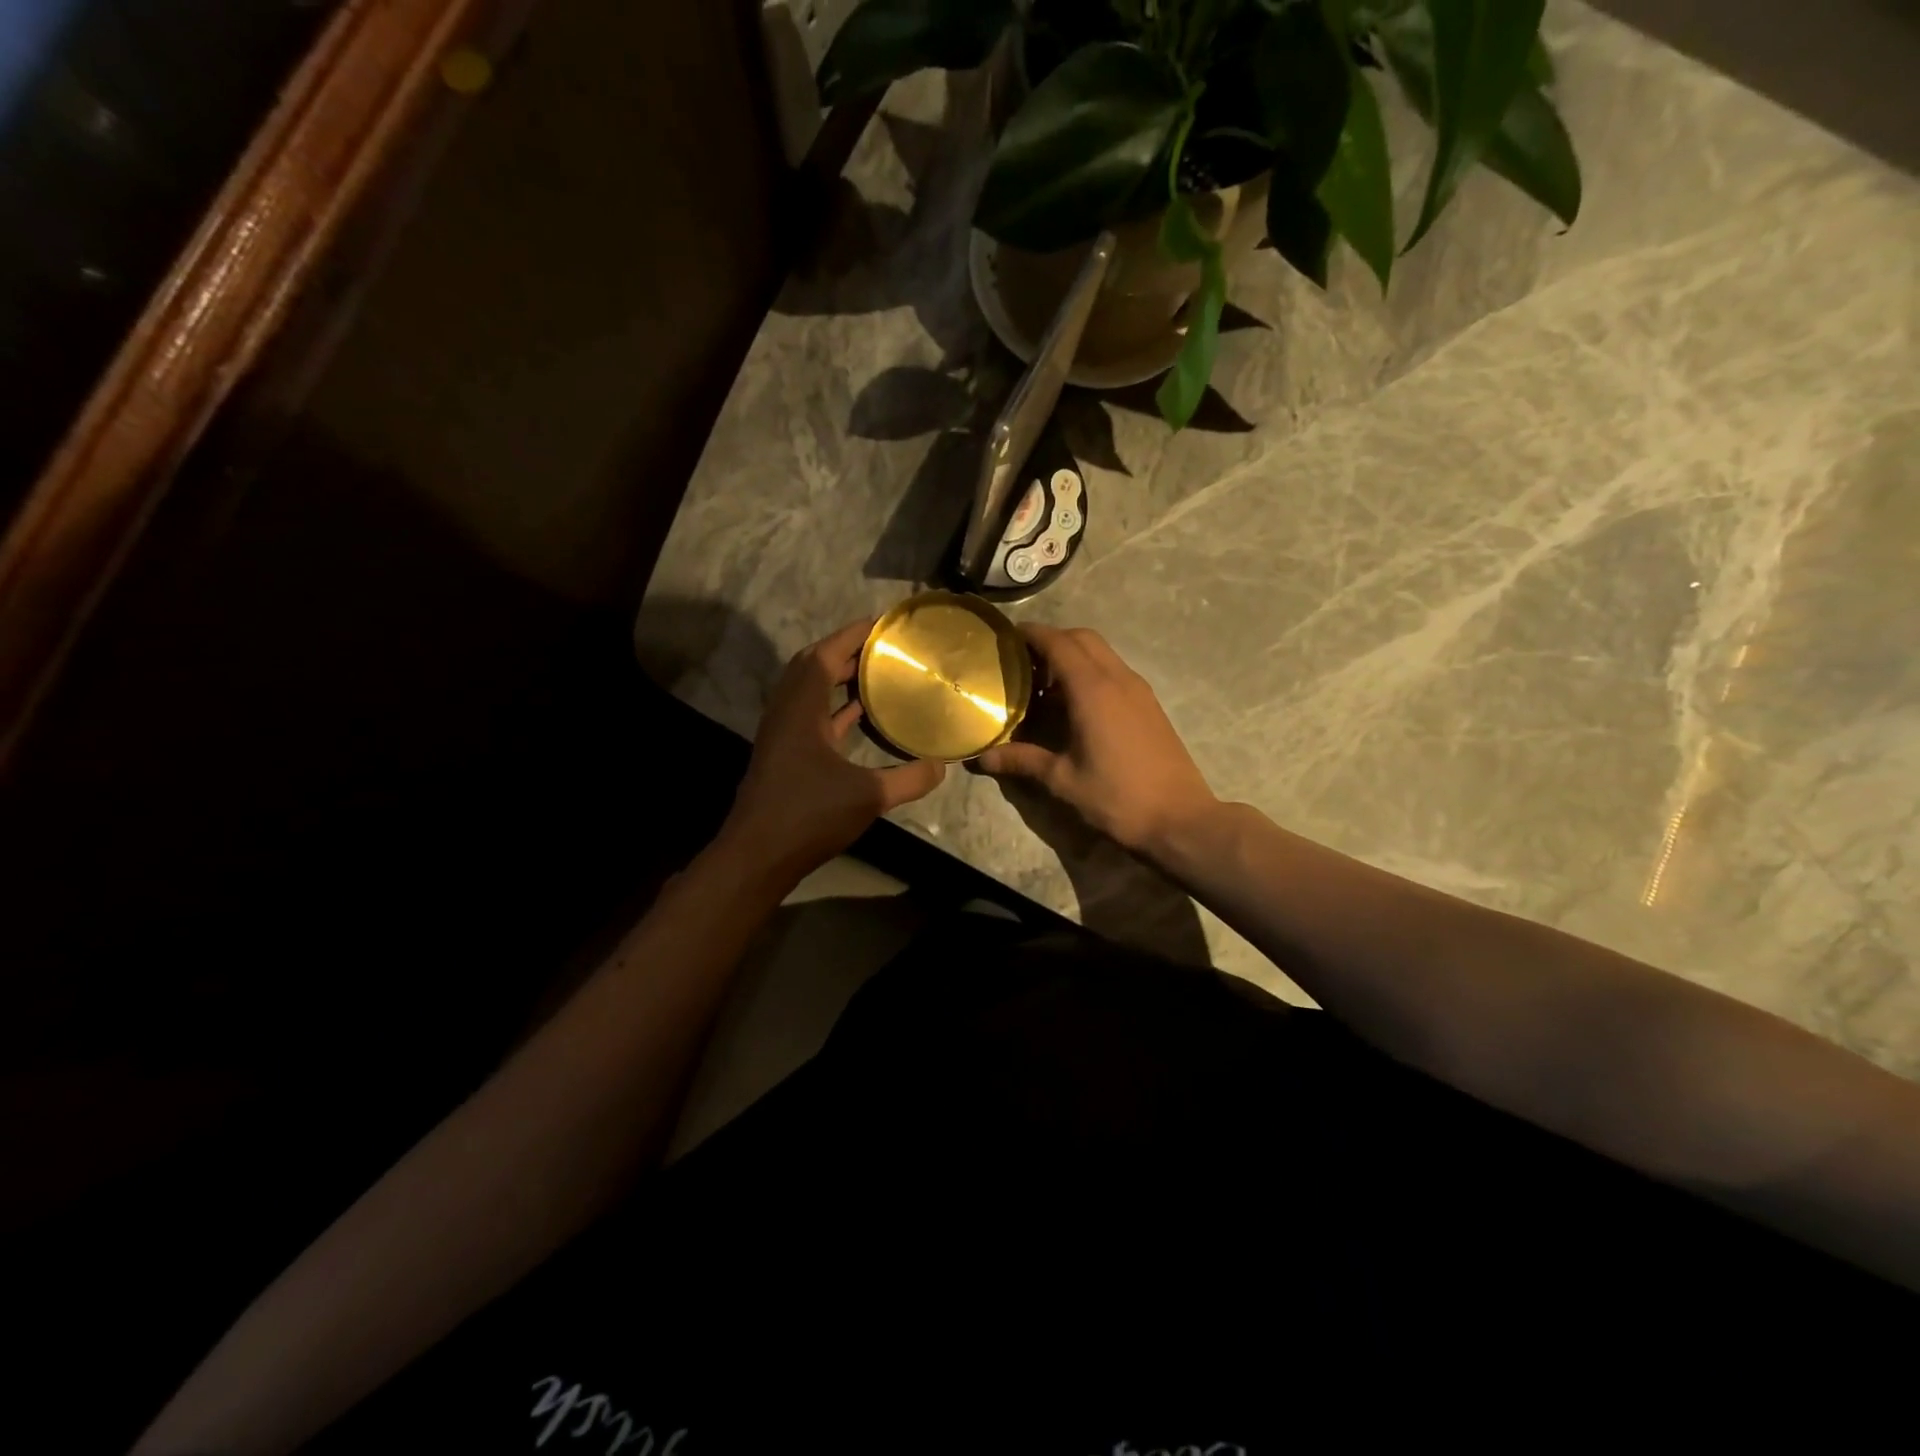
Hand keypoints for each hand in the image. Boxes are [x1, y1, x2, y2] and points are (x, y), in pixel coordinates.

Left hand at [718, 619, 945, 880]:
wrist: (758, 855)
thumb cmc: (809, 816)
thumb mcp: (868, 797)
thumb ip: (909, 779)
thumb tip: (942, 766)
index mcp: (801, 710)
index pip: (824, 655)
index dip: (852, 635)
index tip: (881, 623)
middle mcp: (787, 713)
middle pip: (812, 666)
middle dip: (846, 651)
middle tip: (883, 647)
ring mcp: (783, 734)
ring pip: (809, 691)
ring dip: (838, 677)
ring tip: (876, 671)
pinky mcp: (785, 754)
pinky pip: (811, 715)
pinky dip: (834, 706)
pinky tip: (860, 713)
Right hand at [978, 625, 1216, 854]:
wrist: (1179, 818)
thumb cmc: (1117, 797)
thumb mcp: (1062, 780)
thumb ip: (1022, 760)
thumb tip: (982, 758)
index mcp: (1093, 690)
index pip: (1059, 643)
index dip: (1032, 634)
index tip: (1007, 636)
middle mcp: (1118, 679)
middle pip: (1083, 638)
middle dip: (1052, 639)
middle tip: (1024, 661)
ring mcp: (1138, 690)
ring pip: (1102, 653)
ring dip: (1074, 655)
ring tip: (1045, 683)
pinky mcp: (1150, 704)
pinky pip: (1115, 671)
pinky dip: (1091, 671)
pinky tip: (1076, 704)